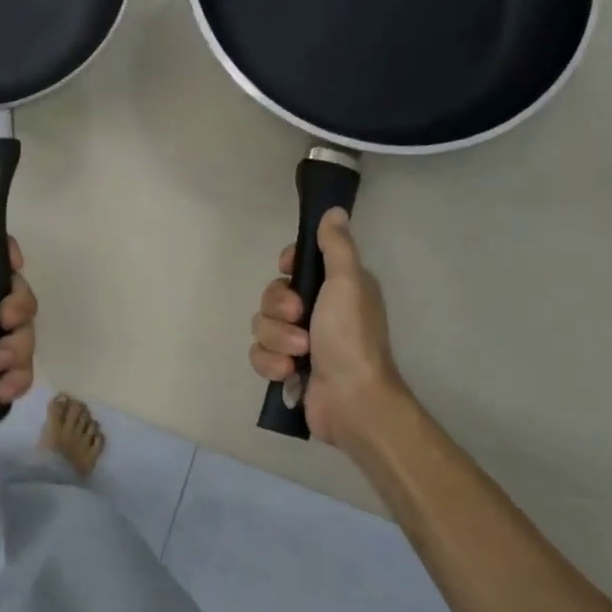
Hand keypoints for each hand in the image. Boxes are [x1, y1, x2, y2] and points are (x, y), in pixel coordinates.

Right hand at [248, 207, 402, 445]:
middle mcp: (317, 312)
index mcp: (335, 289)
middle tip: (299, 319)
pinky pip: (259, 354)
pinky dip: (271, 363)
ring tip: (299, 354)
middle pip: (272, 295)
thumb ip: (336, 247)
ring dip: (277, 340)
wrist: (351, 400)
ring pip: (261, 326)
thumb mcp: (347, 283)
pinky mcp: (286, 368)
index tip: (289, 272)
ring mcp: (300, 342)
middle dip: (278, 309)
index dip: (287, 267)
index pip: (296, 264)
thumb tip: (334, 211)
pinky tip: (290, 373)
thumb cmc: (351, 337)